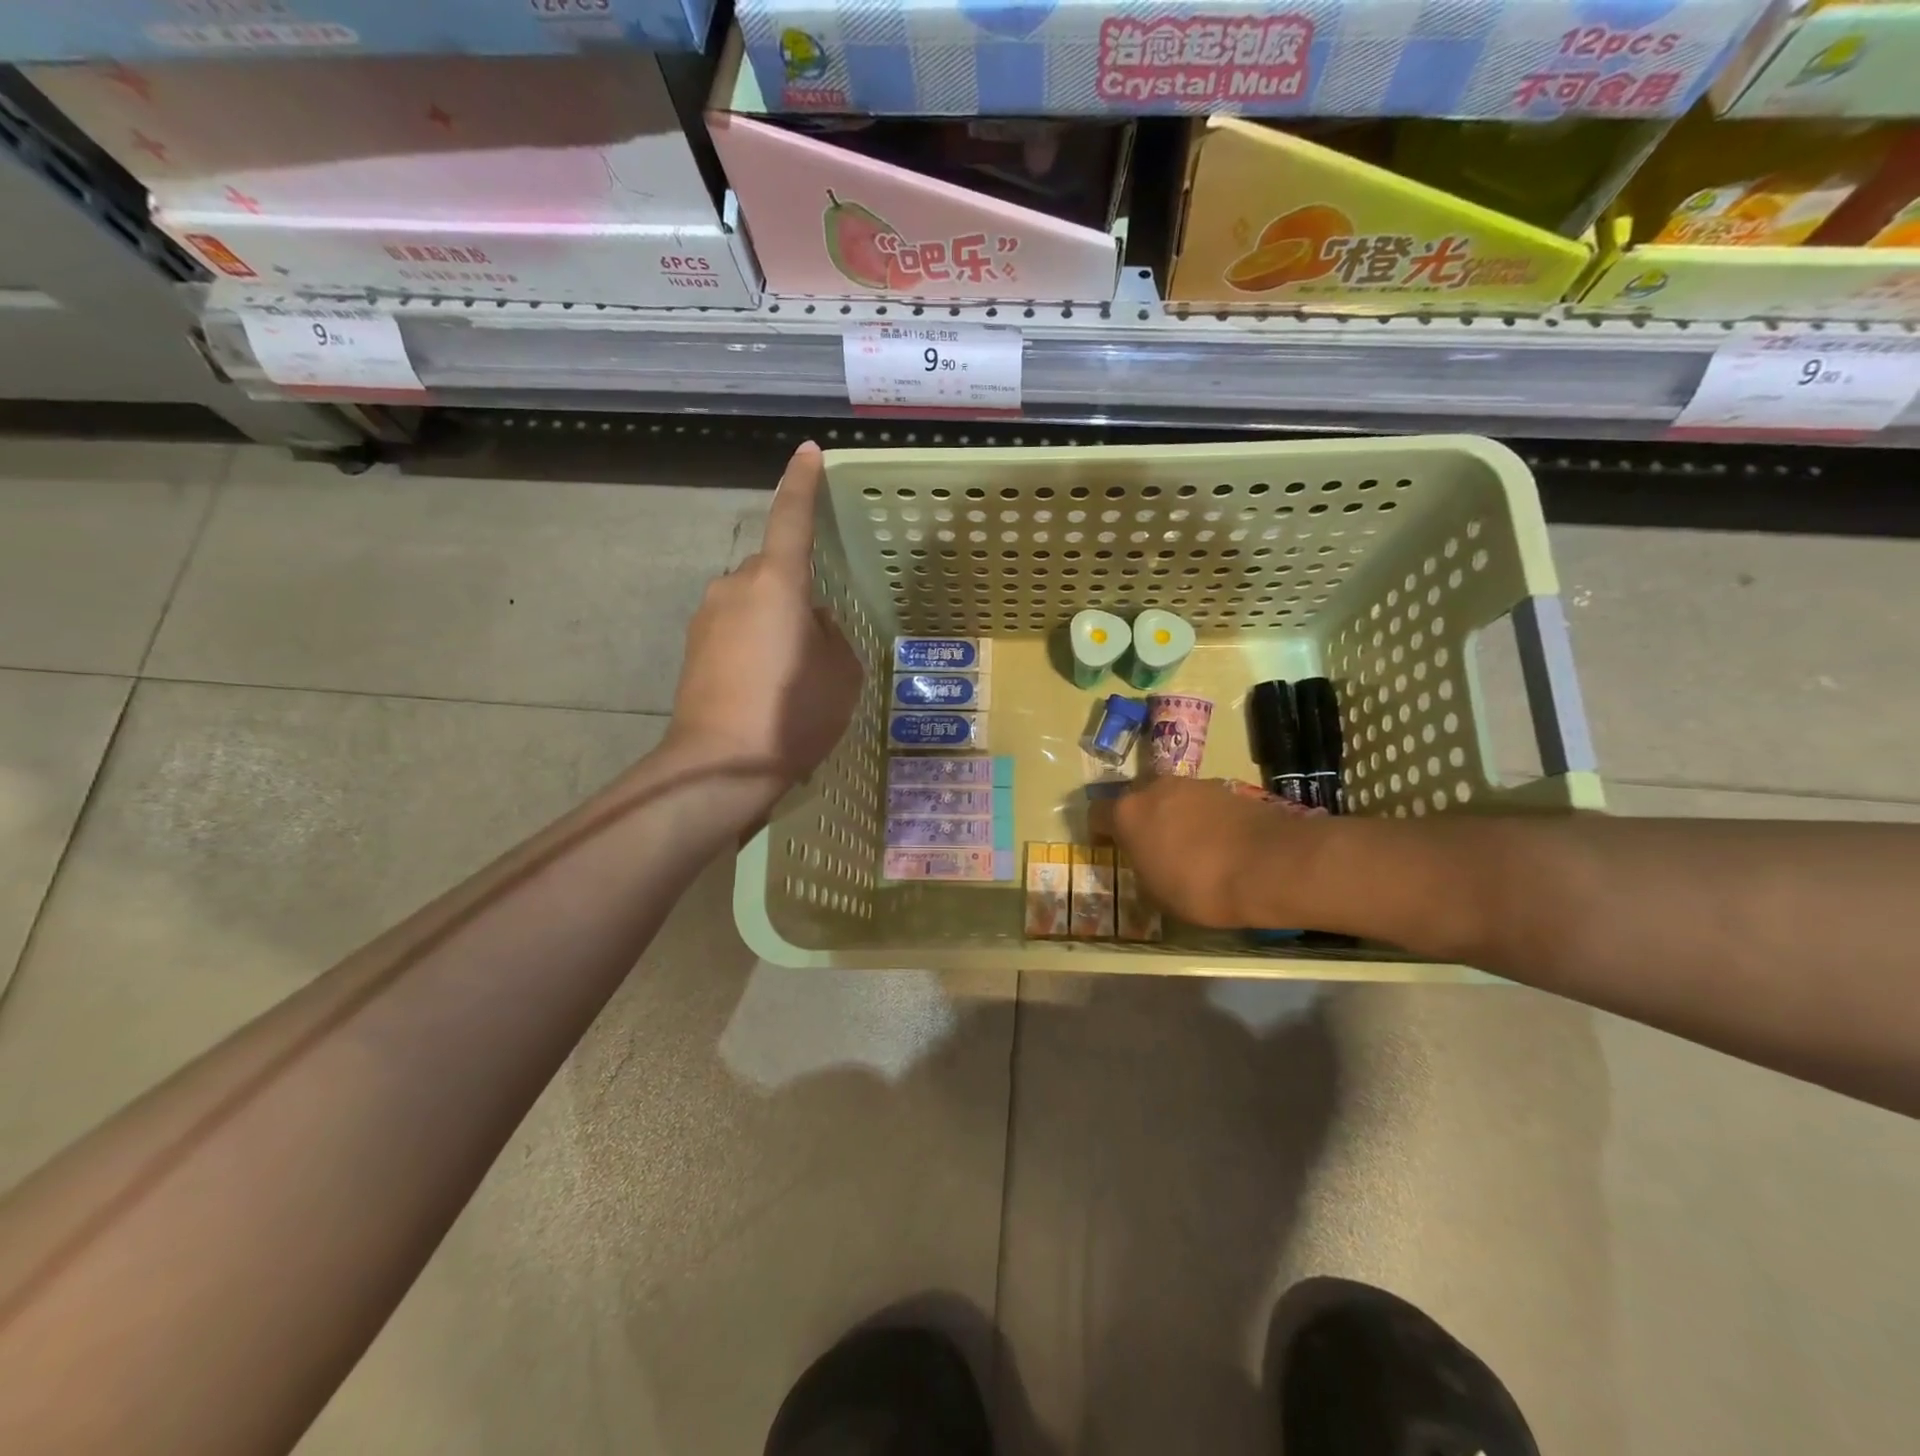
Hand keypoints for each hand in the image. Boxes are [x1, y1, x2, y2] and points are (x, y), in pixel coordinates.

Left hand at [668, 443, 863, 786]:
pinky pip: (735, 629)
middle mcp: (735, 587)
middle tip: (819, 642)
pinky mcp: (693, 648)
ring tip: (792, 674)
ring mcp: (707, 617)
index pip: (791, 518)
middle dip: (796, 592)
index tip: (809, 453)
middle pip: (773, 571)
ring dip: (774, 622)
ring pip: (753, 602)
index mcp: (777, 582)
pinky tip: (766, 687)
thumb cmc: (793, 713)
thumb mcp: (842, 674)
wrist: (720, 765)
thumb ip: (831, 635)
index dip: (802, 484)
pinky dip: (754, 644)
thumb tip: (810, 625)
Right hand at [1092, 776, 1325, 927]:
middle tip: (1149, 846)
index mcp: (1127, 813)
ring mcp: (1193, 784)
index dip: (1099, 831)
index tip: (1107, 848)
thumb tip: (1147, 865)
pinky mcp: (1227, 786)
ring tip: (1188, 846)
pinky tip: (1217, 843)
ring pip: (1170, 797)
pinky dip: (1202, 818)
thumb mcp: (1157, 894)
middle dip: (1138, 819)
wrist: (1270, 865)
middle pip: (1135, 798)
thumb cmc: (1199, 887)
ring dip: (1171, 816)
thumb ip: (1143, 872)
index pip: (1096, 813)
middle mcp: (1155, 788)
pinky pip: (1201, 802)